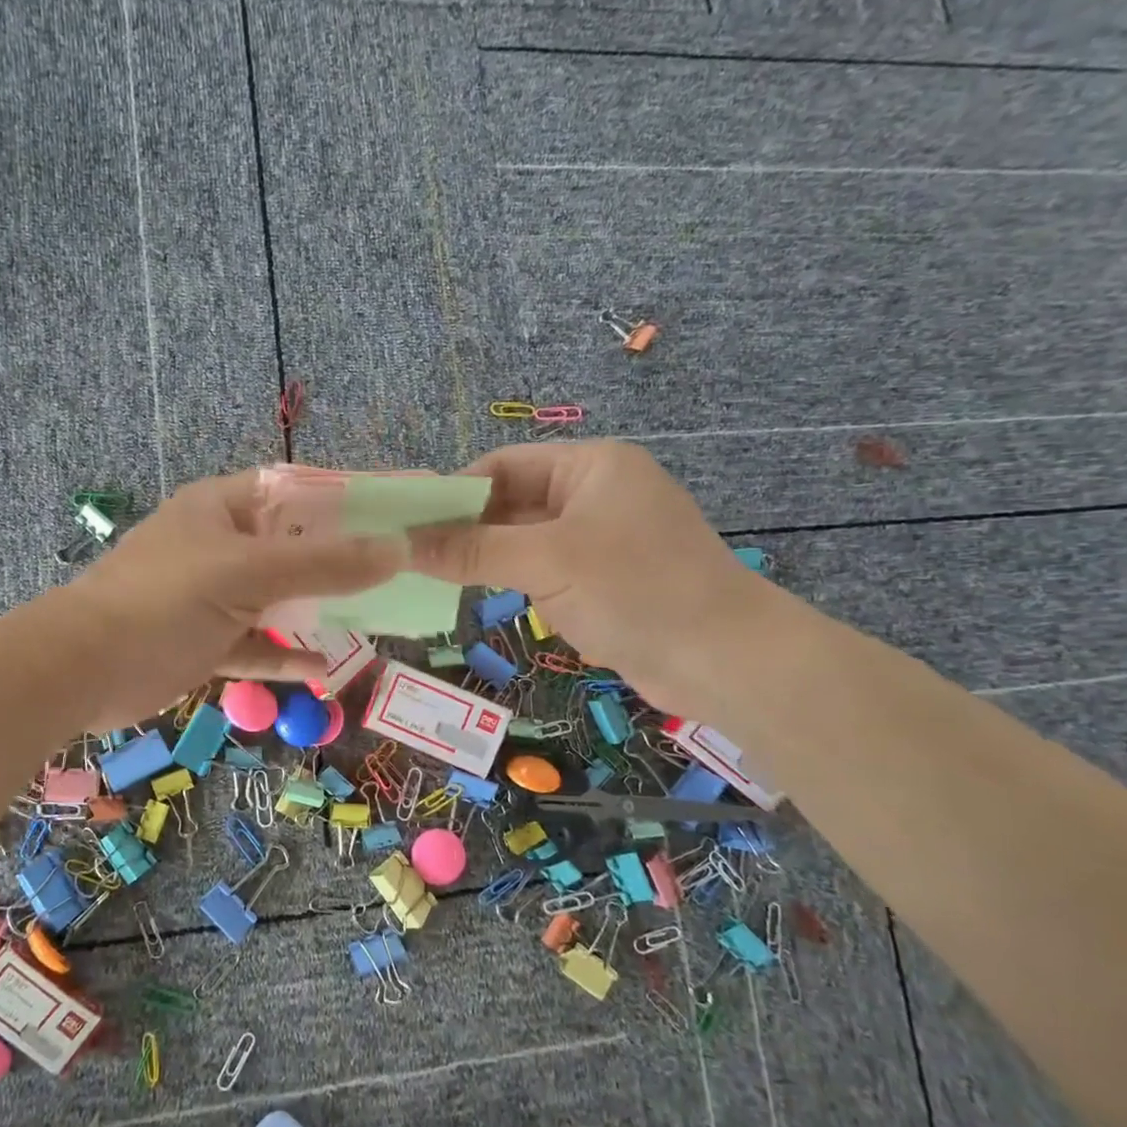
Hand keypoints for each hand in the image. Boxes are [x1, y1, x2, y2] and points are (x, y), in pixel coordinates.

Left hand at [54, 469, 403, 729]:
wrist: (82, 669)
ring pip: (276, 599)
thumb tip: (397, 550)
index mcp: (221, 508)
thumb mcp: (246, 573)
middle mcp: (218, 546)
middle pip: (290, 547)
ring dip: (316, 611)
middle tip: (394, 575)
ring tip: (370, 621)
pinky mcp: (203, 642)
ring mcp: (210, 597)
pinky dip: (284, 654)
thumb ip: (323, 563)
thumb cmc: (164, 600)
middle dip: (338, 562)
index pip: (294, 491)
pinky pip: (255, 644)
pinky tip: (321, 669)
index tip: (392, 516)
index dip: (342, 500)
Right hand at [408, 440, 773, 715]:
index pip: (502, 466)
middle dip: (466, 530)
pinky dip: (516, 582)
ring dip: (488, 559)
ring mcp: (602, 539)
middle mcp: (595, 494)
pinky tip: (487, 599)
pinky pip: (545, 571)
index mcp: (590, 467)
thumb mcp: (546, 562)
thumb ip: (471, 549)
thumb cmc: (636, 589)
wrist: (725, 661)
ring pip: (525, 541)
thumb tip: (401, 543)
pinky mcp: (606, 580)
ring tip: (437, 581)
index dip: (453, 492)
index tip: (408, 526)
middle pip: (511, 503)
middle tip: (413, 559)